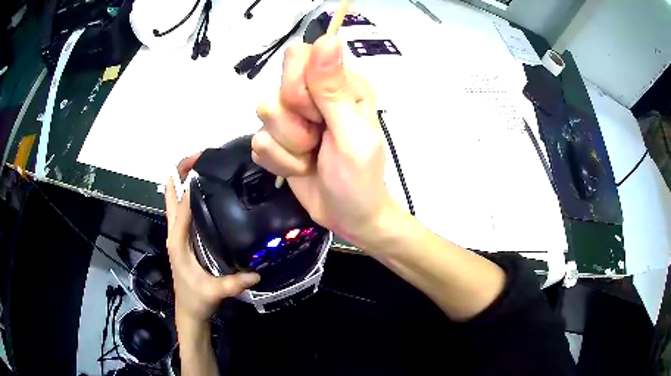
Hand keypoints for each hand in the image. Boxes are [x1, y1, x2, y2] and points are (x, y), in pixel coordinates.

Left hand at [165, 155, 259, 323]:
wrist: (189, 311)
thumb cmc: (196, 299)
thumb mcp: (214, 291)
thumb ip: (233, 283)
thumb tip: (258, 272)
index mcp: (177, 240)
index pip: (181, 204)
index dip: (191, 183)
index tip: (207, 165)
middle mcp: (174, 231)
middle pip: (170, 192)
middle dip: (180, 170)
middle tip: (201, 156)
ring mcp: (177, 232)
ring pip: (173, 197)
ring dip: (183, 178)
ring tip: (205, 165)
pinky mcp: (183, 236)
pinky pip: (181, 208)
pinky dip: (188, 193)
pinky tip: (207, 191)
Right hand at [252, 36, 396, 245]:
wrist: (350, 217)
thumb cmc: (360, 178)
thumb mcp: (352, 134)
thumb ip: (334, 89)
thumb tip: (328, 38)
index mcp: (340, 83)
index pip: (299, 56)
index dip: (300, 85)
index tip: (318, 113)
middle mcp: (314, 93)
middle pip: (277, 85)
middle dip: (293, 120)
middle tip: (317, 138)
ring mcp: (293, 117)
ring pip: (263, 114)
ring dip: (288, 145)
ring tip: (312, 156)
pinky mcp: (277, 140)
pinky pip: (257, 142)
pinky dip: (279, 161)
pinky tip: (300, 168)